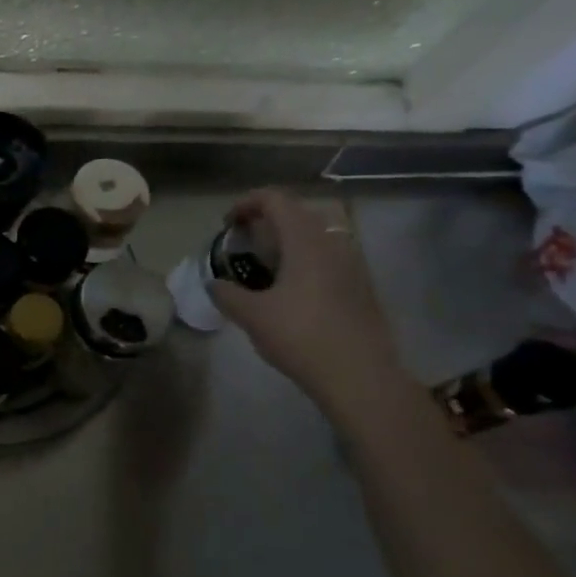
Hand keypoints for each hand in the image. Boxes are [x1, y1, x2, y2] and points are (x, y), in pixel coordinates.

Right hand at [208, 188, 407, 408]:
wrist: (361, 376)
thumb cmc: (302, 337)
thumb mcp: (252, 316)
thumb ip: (227, 294)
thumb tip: (214, 284)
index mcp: (305, 242)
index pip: (276, 200)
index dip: (247, 203)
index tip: (228, 224)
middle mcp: (332, 243)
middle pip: (297, 213)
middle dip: (266, 221)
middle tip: (243, 243)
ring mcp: (352, 264)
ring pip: (315, 236)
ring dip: (287, 241)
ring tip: (265, 267)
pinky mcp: (361, 286)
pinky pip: (328, 257)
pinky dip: (304, 260)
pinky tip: (290, 291)